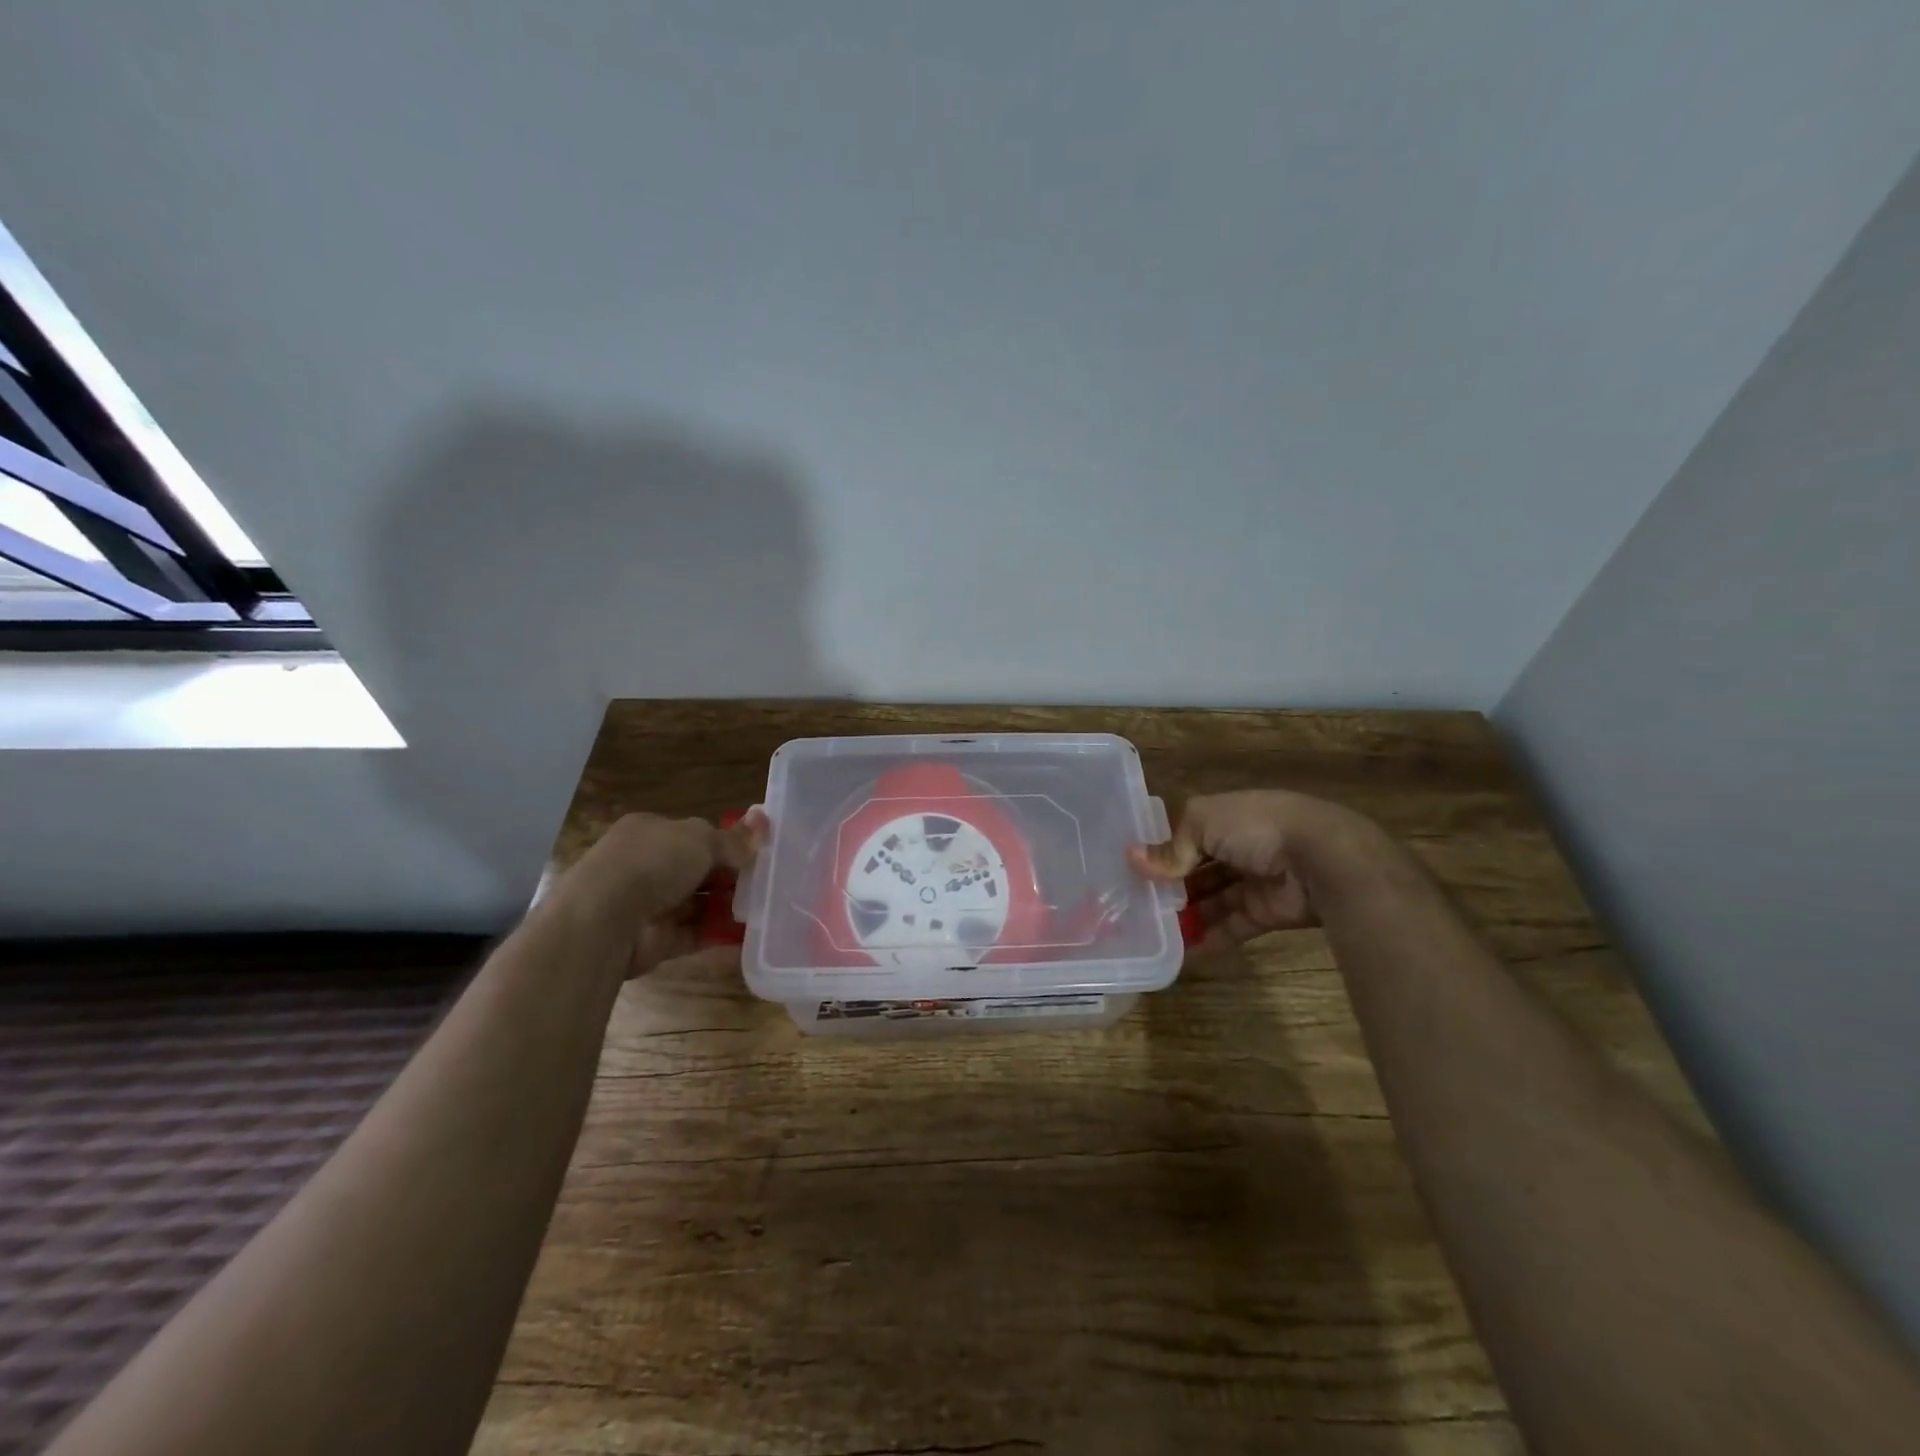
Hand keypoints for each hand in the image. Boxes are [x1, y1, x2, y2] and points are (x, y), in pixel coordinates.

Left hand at [555, 811, 764, 975]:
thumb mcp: (700, 839)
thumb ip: (733, 839)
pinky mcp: (656, 941)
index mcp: (649, 831)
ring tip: (768, 905)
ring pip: (698, 902)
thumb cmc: (652, 862)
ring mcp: (649, 905)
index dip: (725, 841)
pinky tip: (752, 932)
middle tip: (769, 879)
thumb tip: (764, 822)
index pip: (692, 834)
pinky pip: (696, 934)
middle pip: (697, 869)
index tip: (757, 850)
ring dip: (729, 904)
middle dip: (731, 874)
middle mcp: (646, 866)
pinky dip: (721, 933)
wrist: (605, 919)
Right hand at [1129, 790, 1373, 949]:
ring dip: (1185, 914)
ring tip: (1151, 932)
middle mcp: (1238, 845)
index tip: (1130, 870)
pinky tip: (1182, 953)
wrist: (1322, 859)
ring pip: (1212, 899)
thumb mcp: (1202, 824)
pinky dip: (1209, 939)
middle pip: (1196, 868)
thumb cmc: (1255, 827)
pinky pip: (1231, 926)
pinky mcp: (1266, 912)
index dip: (1159, 850)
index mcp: (1224, 816)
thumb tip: (1132, 860)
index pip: (1184, 833)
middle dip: (1170, 886)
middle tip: (1135, 906)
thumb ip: (1170, 847)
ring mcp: (1253, 880)